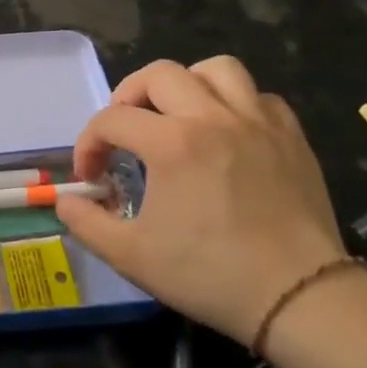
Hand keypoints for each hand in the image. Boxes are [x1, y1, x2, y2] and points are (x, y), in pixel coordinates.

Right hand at [55, 57, 348, 345]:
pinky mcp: (291, 138)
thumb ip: (86, 222)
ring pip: (217, 69)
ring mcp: (258, 123)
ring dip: (186, 84)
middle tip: (124, 131)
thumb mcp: (130, 255)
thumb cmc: (209, 274)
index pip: (111, 119)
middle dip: (129, 96)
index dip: (88, 144)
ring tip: (176, 115)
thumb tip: (66, 201)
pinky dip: (235, 104)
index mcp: (171, 143)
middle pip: (159, 74)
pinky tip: (225, 133)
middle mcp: (212, 118)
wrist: (300, 298)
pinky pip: (259, 97)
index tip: (91, 177)